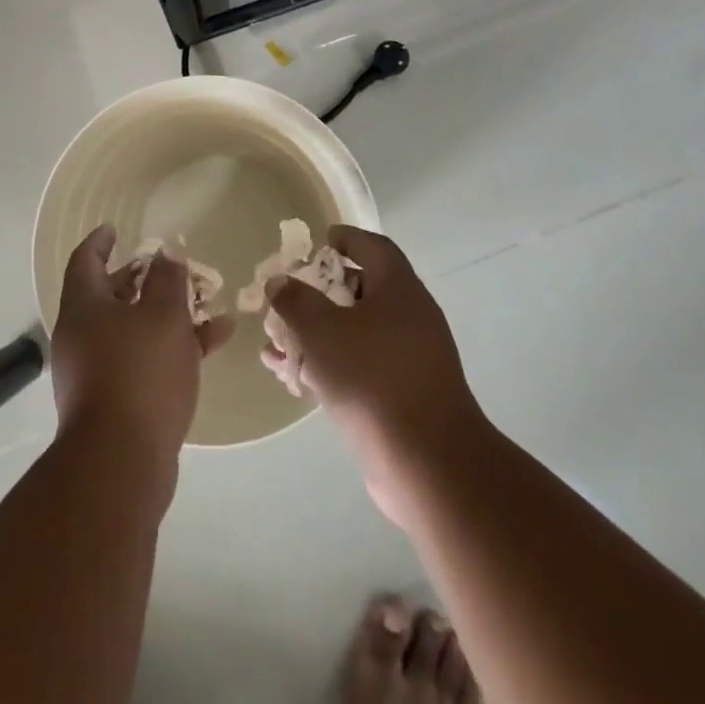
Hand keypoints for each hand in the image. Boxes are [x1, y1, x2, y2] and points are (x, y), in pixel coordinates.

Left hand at [51, 224, 234, 479]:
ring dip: (166, 315)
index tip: (115, 228)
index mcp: (84, 307)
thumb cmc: (139, 373)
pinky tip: (213, 343)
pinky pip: (142, 360)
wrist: (120, 464)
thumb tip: (166, 254)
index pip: (86, 260)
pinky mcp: (114, 402)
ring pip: (132, 329)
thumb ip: (168, 280)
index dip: (101, 241)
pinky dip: (171, 348)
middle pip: (109, 295)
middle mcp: (81, 335)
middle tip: (168, 268)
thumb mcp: (163, 316)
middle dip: (141, 279)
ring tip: (207, 305)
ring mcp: (95, 371)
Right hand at [265, 226, 481, 523]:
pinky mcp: (404, 396)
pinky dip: (328, 365)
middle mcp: (410, 317)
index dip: (346, 238)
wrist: (428, 465)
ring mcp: (410, 359)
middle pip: (362, 290)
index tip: (318, 242)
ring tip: (276, 343)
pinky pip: (360, 367)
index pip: (373, 246)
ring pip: (356, 333)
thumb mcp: (322, 330)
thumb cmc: (373, 379)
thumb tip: (280, 281)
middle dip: (320, 292)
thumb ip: (295, 300)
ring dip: (317, 334)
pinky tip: (293, 378)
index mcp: (399, 289)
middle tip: (288, 297)